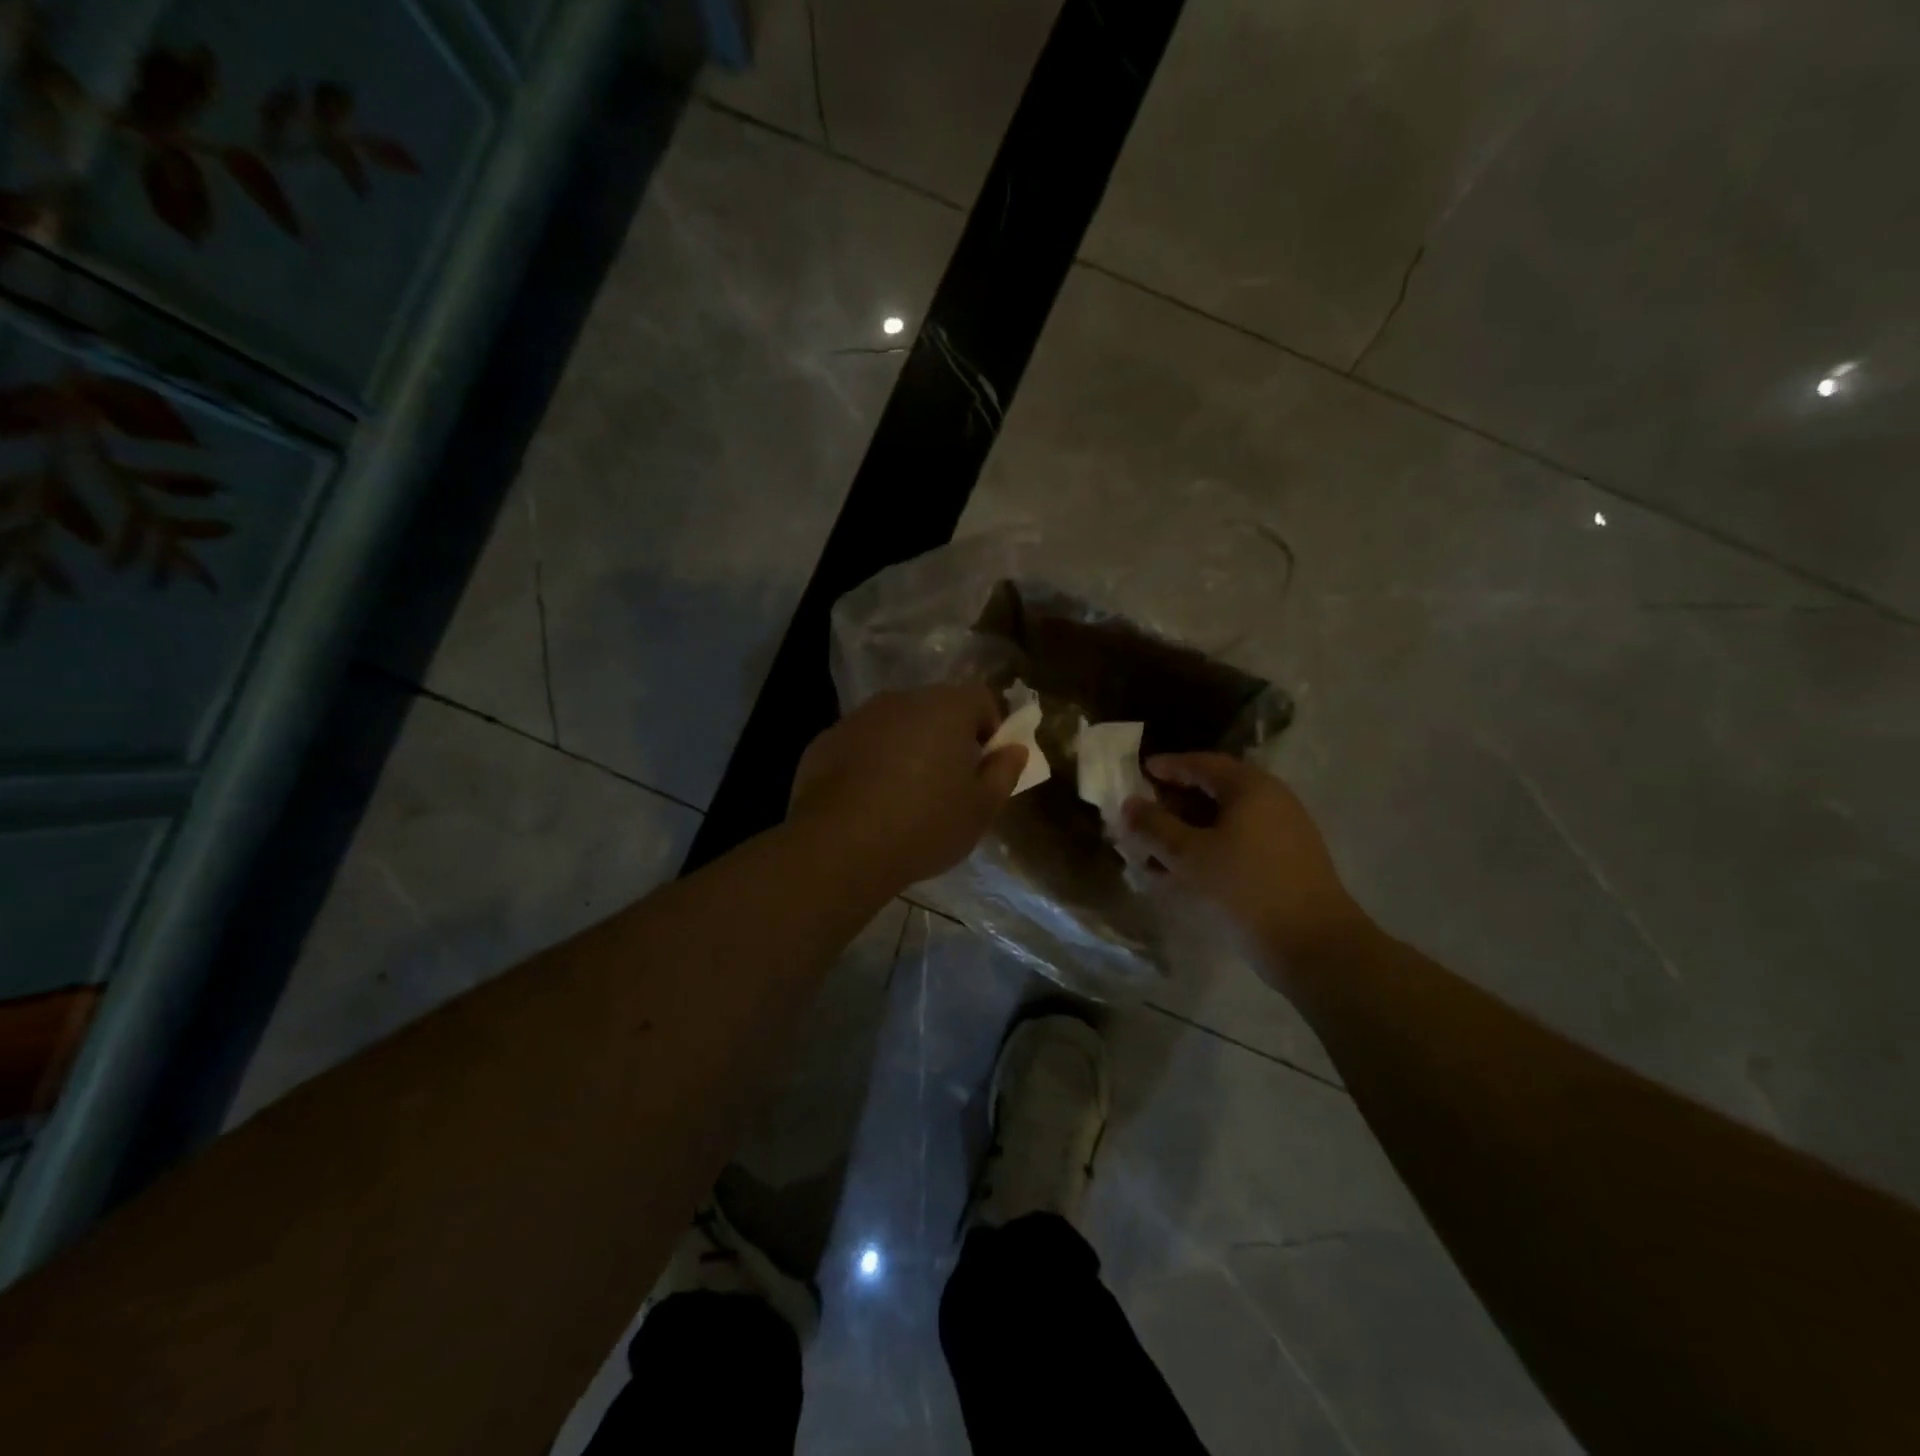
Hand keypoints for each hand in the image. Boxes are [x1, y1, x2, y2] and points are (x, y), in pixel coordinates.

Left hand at [789, 685, 1026, 887]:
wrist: (839, 847)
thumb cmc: (924, 825)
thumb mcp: (980, 809)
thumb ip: (1004, 772)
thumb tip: (1014, 749)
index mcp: (946, 708)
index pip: (981, 698)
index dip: (990, 728)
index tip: (984, 765)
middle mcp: (901, 699)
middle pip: (936, 708)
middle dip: (947, 737)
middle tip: (948, 783)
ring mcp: (858, 717)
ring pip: (896, 724)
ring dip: (907, 747)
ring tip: (904, 796)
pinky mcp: (825, 741)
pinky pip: (862, 743)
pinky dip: (870, 761)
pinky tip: (867, 801)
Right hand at [1122, 753, 1372, 986]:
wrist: (1315, 946)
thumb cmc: (1245, 888)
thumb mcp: (1188, 855)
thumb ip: (1154, 826)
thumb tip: (1130, 804)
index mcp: (1249, 787)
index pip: (1201, 763)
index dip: (1167, 766)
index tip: (1139, 772)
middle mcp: (1271, 800)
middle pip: (1213, 791)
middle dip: (1174, 804)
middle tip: (1142, 817)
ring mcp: (1283, 832)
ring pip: (1224, 822)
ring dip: (1187, 832)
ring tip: (1154, 853)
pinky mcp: (1286, 863)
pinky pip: (1237, 844)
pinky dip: (1208, 850)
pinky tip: (1183, 874)